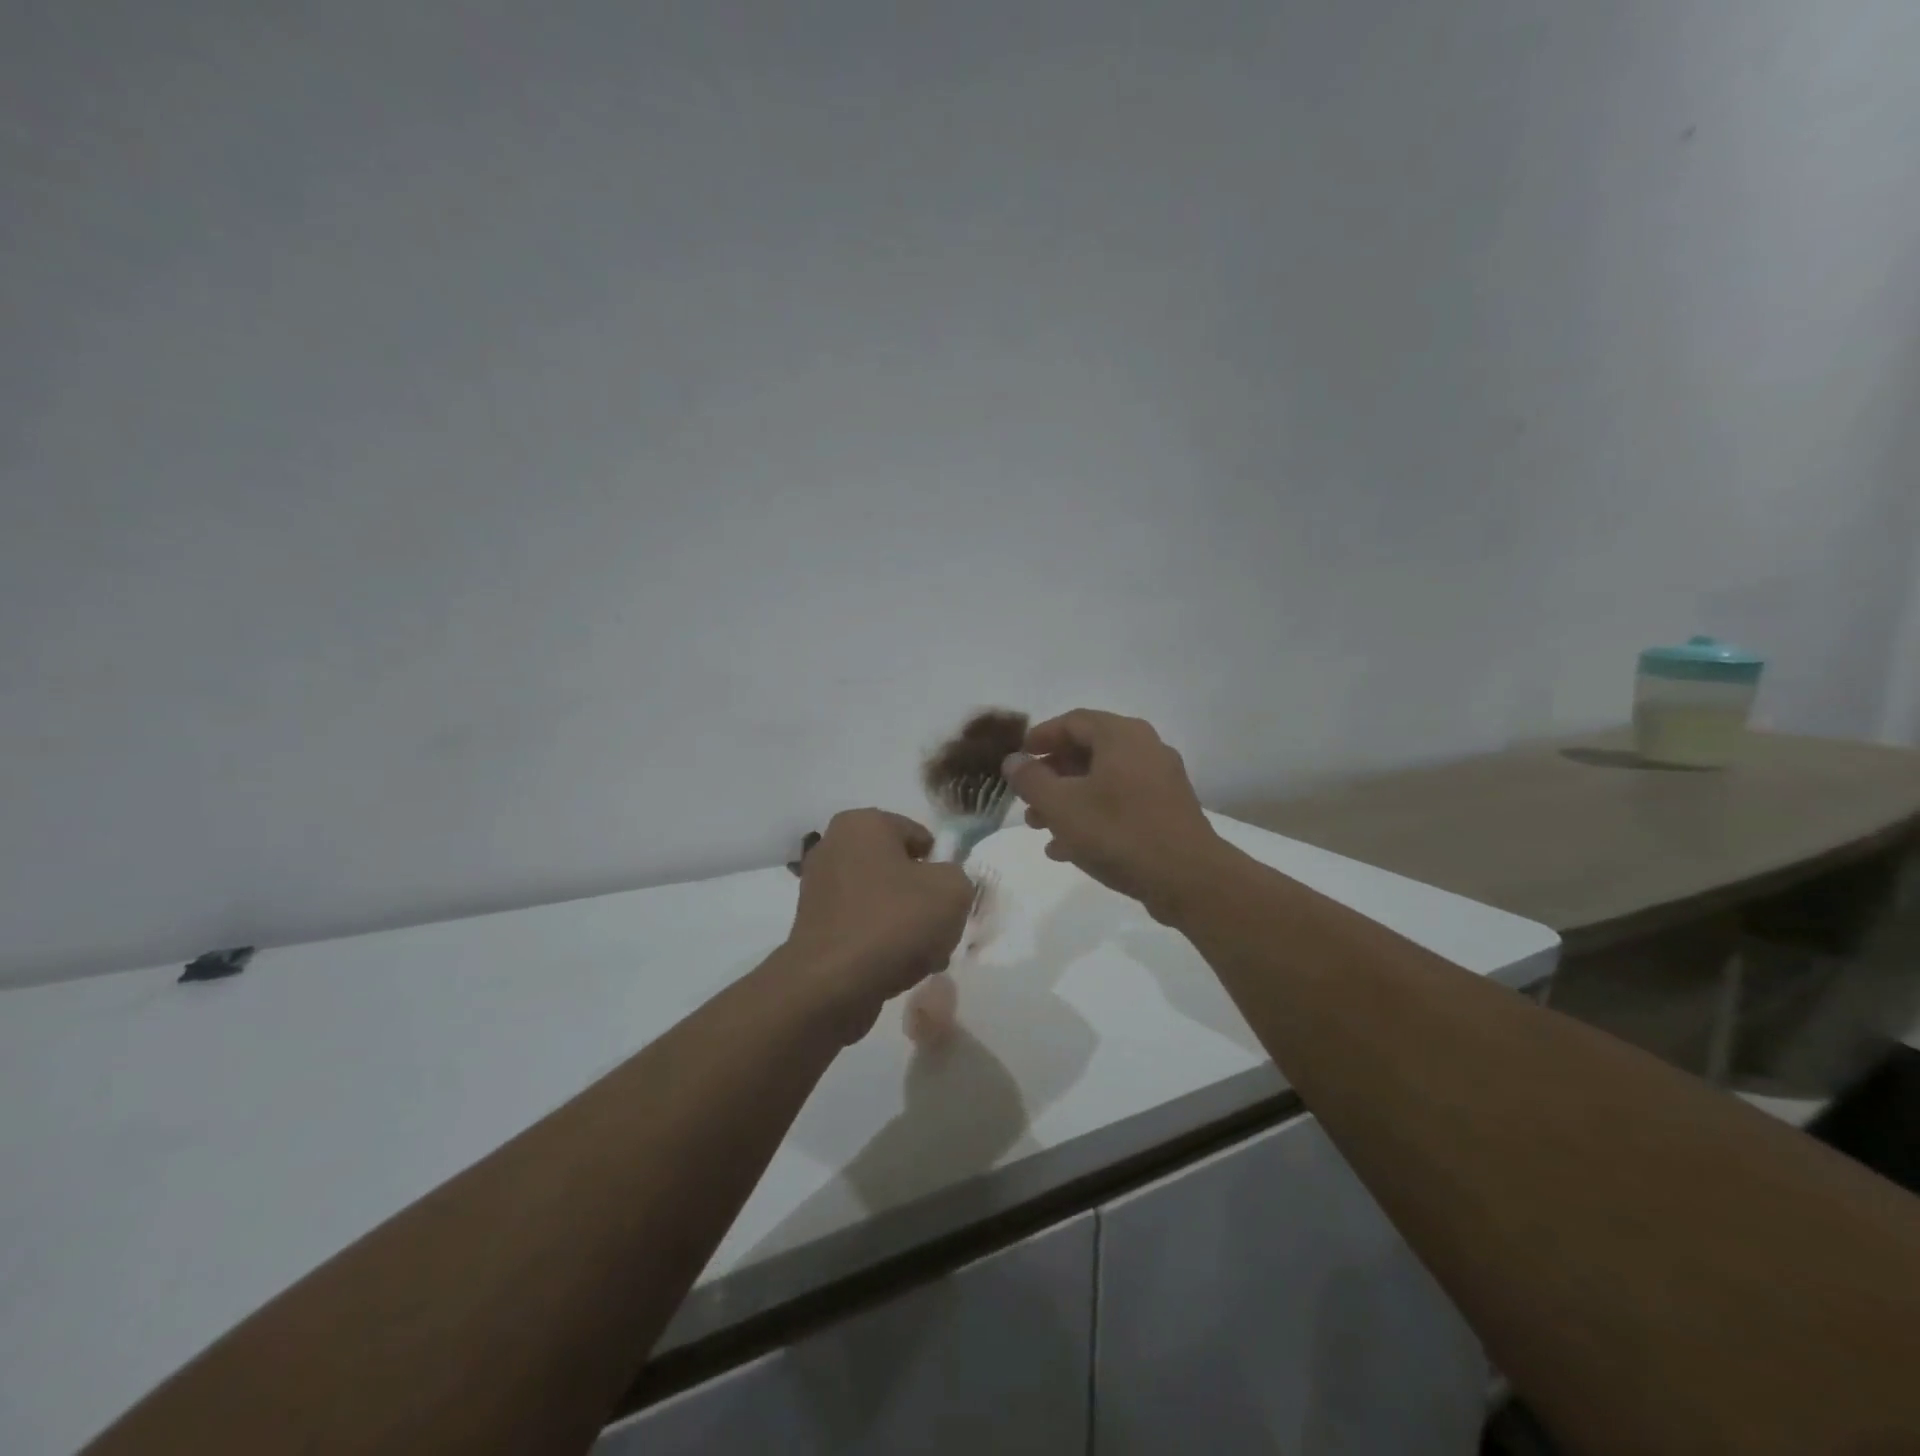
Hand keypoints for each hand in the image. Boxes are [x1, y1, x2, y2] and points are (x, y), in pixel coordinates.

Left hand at [785, 809, 974, 1040]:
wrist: (832, 985)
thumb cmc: (894, 922)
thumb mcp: (952, 891)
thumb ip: (959, 877)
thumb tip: (944, 884)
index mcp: (863, 823)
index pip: (920, 837)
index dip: (942, 867)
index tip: (950, 899)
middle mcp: (834, 845)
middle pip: (899, 869)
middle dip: (922, 897)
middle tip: (939, 928)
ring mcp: (819, 886)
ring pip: (882, 899)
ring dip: (905, 923)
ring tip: (922, 955)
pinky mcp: (813, 924)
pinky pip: (861, 924)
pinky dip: (879, 940)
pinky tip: (896, 967)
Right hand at [1004, 710, 1226, 920]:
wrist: (1188, 879)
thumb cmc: (1118, 832)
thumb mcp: (1061, 806)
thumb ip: (1031, 779)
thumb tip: (1013, 760)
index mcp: (1121, 736)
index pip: (1073, 721)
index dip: (1040, 737)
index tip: (1017, 757)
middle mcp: (1145, 749)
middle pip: (1087, 752)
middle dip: (1051, 775)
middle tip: (1026, 798)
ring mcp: (1160, 781)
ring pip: (1102, 782)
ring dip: (1067, 800)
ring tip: (1039, 826)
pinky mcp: (1167, 812)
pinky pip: (1121, 804)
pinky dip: (1092, 817)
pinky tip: (1066, 849)